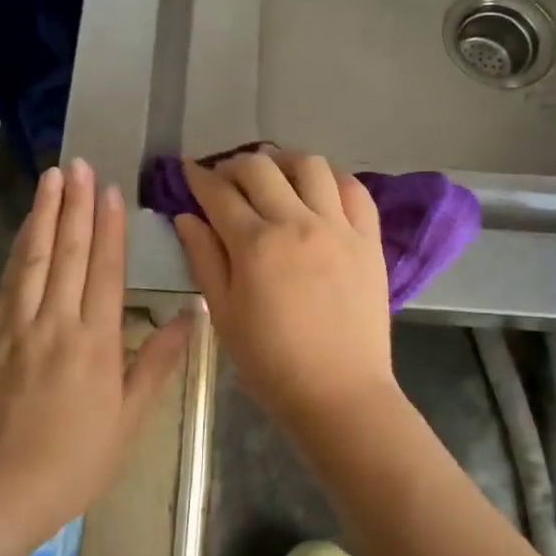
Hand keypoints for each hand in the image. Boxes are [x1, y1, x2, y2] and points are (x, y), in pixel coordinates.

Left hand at [0, 160, 191, 537]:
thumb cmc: (75, 460)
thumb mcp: (128, 420)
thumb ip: (156, 363)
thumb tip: (188, 317)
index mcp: (96, 342)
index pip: (105, 270)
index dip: (109, 227)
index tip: (111, 190)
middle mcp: (57, 322)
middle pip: (69, 251)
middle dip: (76, 204)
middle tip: (80, 164)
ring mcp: (18, 325)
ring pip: (35, 257)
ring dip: (45, 213)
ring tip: (52, 177)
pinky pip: (9, 280)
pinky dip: (19, 247)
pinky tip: (26, 228)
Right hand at [173, 148, 396, 433]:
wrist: (340, 393)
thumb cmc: (271, 362)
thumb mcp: (223, 314)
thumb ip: (204, 258)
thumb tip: (186, 216)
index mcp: (255, 244)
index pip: (219, 193)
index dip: (198, 177)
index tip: (189, 170)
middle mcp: (297, 223)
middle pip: (261, 168)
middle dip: (234, 164)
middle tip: (225, 179)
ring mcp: (338, 227)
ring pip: (311, 166)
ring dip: (284, 162)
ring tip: (274, 176)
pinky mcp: (368, 239)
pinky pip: (355, 190)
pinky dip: (333, 180)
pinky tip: (320, 191)